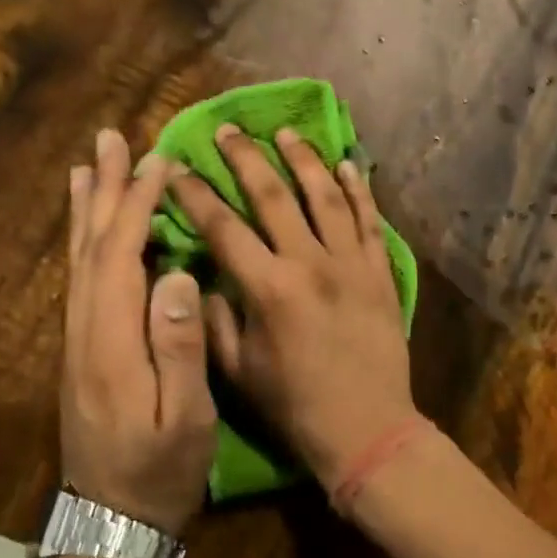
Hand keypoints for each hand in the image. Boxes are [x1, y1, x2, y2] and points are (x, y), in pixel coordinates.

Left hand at [62, 129, 215, 535]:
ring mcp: (78, 343)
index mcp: (112, 342)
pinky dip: (84, 245)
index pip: (121, 256)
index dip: (137, 204)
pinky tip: (90, 233)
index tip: (158, 161)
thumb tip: (178, 275)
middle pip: (91, 247)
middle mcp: (85, 332)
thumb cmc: (161, 472)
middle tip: (110, 140)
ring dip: (87, 211)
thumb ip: (180, 348)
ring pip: (78, 262)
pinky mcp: (81, 354)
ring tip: (88, 168)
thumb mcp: (185, 420)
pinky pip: (80, 282)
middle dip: (104, 191)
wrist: (111, 523)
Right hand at [167, 125, 416, 490]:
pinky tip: (348, 163)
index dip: (195, 194)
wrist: (367, 427)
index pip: (223, 227)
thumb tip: (202, 278)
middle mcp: (310, 263)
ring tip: (285, 132)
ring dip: (303, 159)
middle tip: (228, 130)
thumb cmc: (296, 406)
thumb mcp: (239, 373)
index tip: (176, 167)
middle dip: (245, 158)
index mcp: (268, 288)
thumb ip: (214, 322)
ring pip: (326, 196)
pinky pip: (370, 221)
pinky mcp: (380, 272)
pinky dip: (359, 190)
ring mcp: (351, 264)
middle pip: (274, 195)